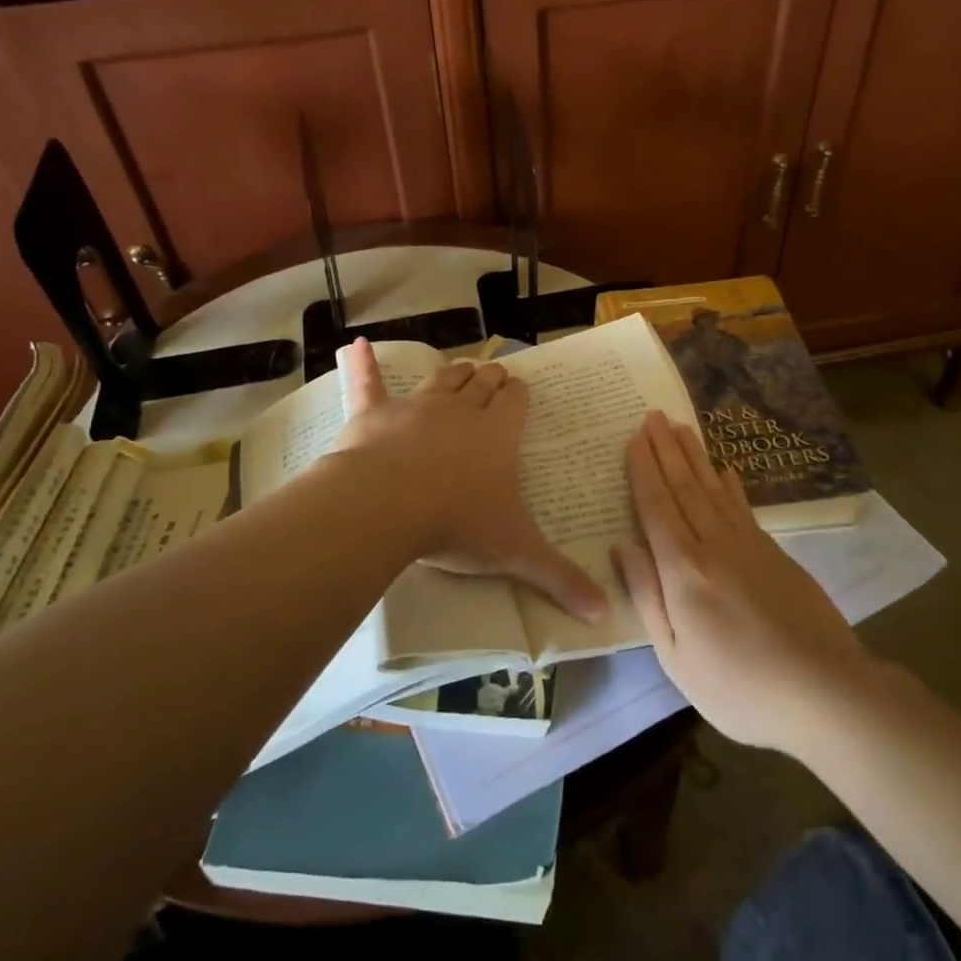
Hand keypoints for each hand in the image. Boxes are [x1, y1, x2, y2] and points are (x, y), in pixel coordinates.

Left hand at [332, 339, 605, 621]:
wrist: (387, 506)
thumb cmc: (457, 523)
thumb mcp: (514, 553)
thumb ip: (559, 579)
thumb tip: (606, 614)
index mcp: (496, 435)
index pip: (515, 403)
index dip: (519, 394)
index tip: (521, 389)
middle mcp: (460, 411)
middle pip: (481, 385)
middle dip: (491, 379)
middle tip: (496, 375)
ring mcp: (415, 407)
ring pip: (440, 380)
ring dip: (453, 373)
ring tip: (462, 367)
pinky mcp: (374, 414)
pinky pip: (368, 383)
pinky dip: (362, 364)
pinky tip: (355, 346)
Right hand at [613, 410, 869, 750]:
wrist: (824, 691)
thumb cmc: (738, 686)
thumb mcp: (675, 655)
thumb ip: (647, 595)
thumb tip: (621, 545)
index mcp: (683, 569)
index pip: (656, 506)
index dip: (643, 470)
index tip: (634, 437)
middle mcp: (714, 544)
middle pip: (684, 486)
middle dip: (666, 449)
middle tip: (653, 415)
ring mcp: (749, 545)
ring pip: (714, 489)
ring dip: (695, 456)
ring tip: (681, 428)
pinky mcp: (776, 553)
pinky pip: (743, 507)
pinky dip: (731, 485)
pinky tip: (726, 470)